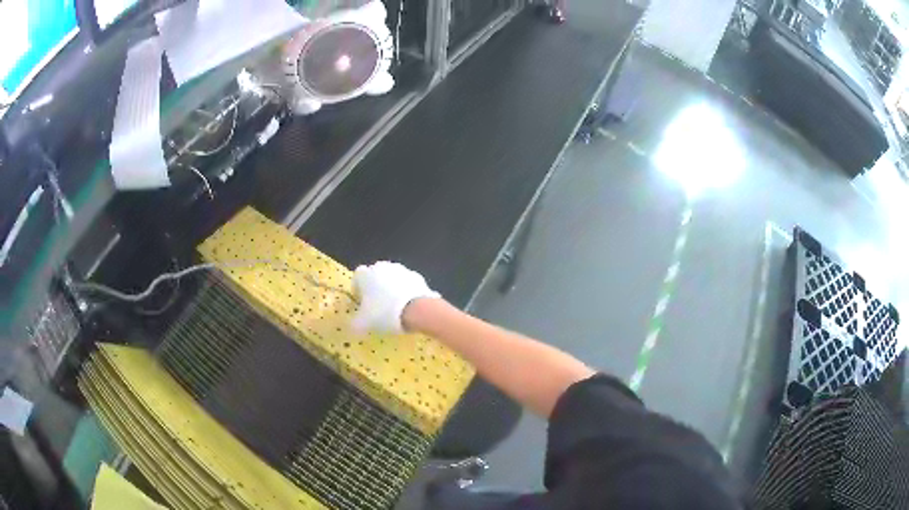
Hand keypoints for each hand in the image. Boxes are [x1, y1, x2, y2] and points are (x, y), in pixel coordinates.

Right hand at [352, 262, 439, 333]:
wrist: (417, 310)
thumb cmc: (384, 313)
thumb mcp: (363, 324)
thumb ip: (355, 323)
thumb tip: (354, 325)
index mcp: (366, 275)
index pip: (357, 276)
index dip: (358, 289)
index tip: (361, 302)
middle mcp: (382, 267)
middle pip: (375, 275)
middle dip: (375, 287)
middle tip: (377, 305)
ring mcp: (401, 270)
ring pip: (392, 278)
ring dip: (391, 288)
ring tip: (394, 306)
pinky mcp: (417, 276)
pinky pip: (407, 283)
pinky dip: (406, 291)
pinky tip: (408, 305)